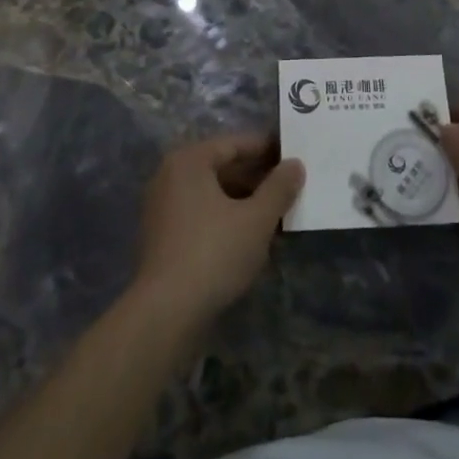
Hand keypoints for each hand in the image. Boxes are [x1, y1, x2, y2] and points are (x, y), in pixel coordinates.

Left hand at [133, 134, 303, 325]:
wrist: (165, 314)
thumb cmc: (213, 253)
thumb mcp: (256, 219)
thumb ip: (279, 188)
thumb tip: (296, 164)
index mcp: (190, 160)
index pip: (235, 144)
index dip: (267, 149)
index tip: (293, 156)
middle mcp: (171, 176)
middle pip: (222, 167)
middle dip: (257, 178)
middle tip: (289, 186)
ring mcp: (163, 208)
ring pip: (213, 194)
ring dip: (243, 200)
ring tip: (276, 213)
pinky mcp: (162, 238)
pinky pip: (201, 215)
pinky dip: (226, 218)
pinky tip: (250, 236)